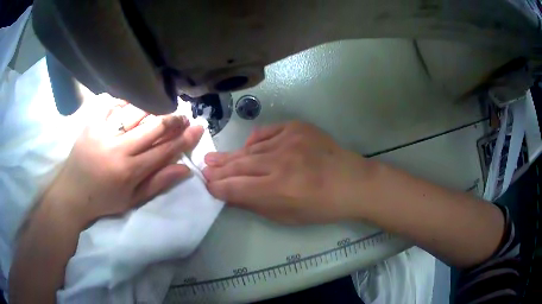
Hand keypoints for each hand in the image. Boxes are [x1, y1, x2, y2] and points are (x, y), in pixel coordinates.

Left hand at [44, 103, 203, 225]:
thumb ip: (158, 183)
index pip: (164, 150)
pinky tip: (135, 99)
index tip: (198, 128)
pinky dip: (126, 98)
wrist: (72, 193)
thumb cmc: (104, 200)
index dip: (184, 139)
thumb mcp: (132, 200)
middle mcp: (118, 148)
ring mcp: (103, 132)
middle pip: (153, 127)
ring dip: (153, 107)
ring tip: (163, 106)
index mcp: (129, 171)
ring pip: (135, 111)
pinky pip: (112, 103)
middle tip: (184, 116)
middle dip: (173, 120)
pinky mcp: (91, 123)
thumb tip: (184, 169)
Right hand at [203, 121, 373, 224]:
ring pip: (250, 149)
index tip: (207, 186)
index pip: (236, 187)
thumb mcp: (288, 216)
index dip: (218, 188)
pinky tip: (247, 147)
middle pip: (240, 165)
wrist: (353, 182)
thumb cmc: (322, 206)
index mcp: (279, 188)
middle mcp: (281, 162)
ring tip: (214, 158)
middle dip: (219, 170)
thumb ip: (257, 204)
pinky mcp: (297, 128)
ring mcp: (289, 140)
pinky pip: (267, 133)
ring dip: (232, 155)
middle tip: (203, 169)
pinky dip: (255, 141)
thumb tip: (230, 195)